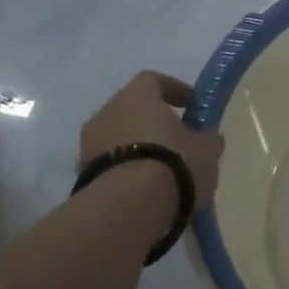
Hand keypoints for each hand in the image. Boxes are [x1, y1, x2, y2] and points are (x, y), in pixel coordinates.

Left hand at [79, 71, 224, 208]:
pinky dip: (126, 171)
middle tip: (177, 140)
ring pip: (118, 138)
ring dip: (137, 148)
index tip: (191, 106)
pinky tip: (145, 190)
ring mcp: (88, 144)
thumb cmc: (173, 163)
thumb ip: (206, 138)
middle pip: (132, 109)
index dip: (174, 90)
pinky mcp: (81, 175)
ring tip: (161, 171)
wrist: (129, 208)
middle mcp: (107, 112)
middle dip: (153, 122)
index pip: (153, 80)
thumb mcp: (207, 149)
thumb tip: (204, 138)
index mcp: (137, 95)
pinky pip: (109, 165)